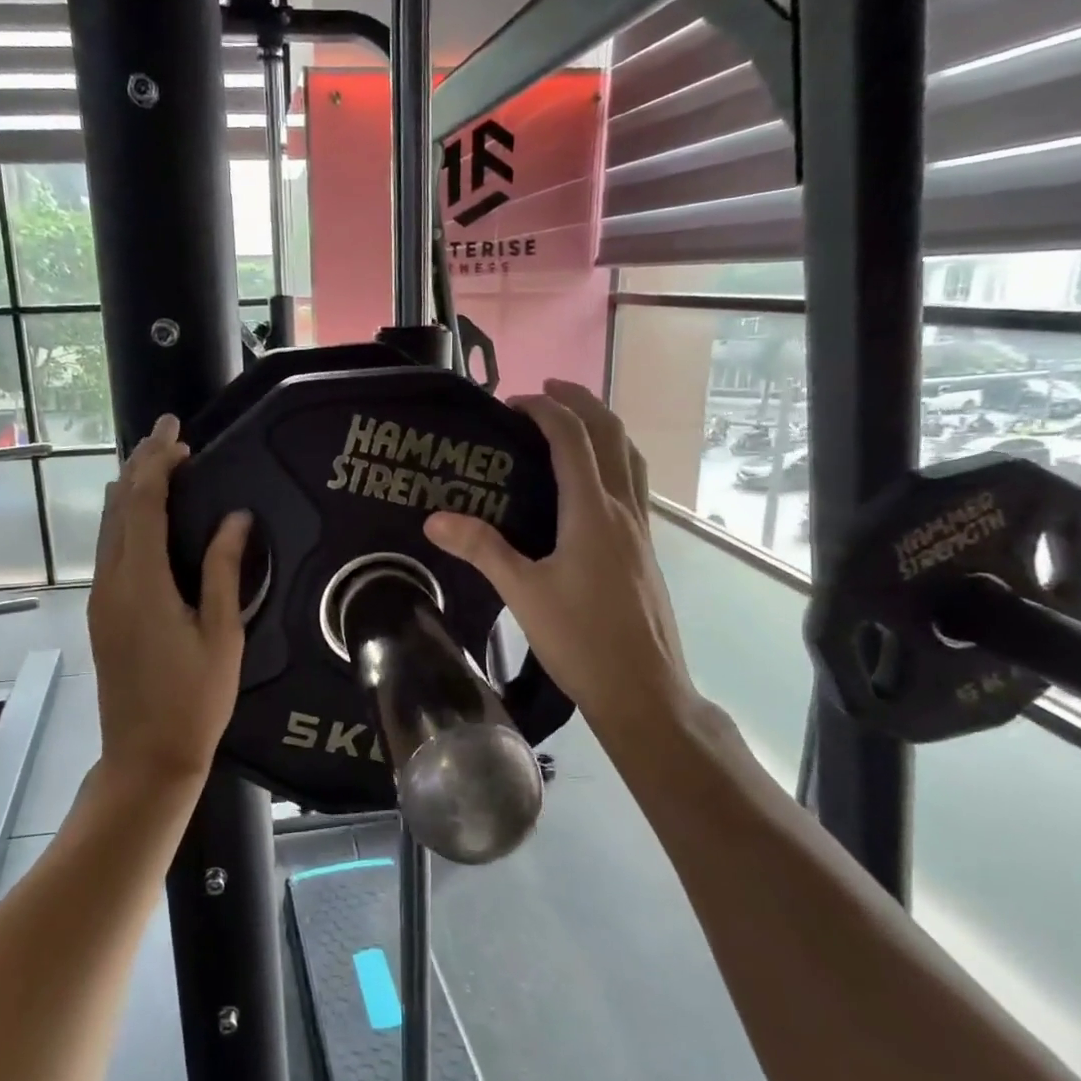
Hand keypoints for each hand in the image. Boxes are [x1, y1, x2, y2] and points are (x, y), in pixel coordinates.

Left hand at [87, 415, 251, 784]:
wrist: (146, 757)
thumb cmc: (195, 699)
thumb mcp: (222, 633)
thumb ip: (224, 570)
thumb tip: (236, 518)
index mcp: (142, 583)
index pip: (144, 504)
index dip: (158, 463)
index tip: (178, 434)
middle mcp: (112, 581)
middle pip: (118, 507)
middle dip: (140, 465)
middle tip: (167, 436)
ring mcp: (102, 598)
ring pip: (108, 526)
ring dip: (130, 490)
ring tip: (157, 463)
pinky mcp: (103, 612)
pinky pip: (109, 548)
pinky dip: (127, 518)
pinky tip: (146, 514)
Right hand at [424, 379, 699, 743]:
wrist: (644, 690)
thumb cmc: (581, 641)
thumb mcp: (523, 593)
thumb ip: (481, 549)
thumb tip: (435, 518)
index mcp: (592, 512)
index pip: (572, 439)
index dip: (544, 410)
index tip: (513, 403)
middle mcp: (623, 510)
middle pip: (612, 435)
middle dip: (582, 402)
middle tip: (547, 390)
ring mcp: (641, 530)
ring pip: (630, 457)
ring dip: (604, 427)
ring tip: (574, 421)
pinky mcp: (645, 550)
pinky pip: (633, 484)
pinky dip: (614, 460)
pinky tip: (592, 483)